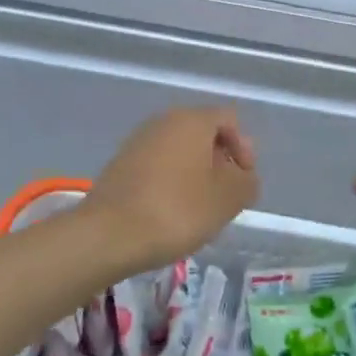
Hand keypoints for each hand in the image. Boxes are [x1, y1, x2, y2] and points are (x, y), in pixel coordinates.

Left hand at [83, 107, 258, 273]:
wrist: (108, 235)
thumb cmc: (177, 210)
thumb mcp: (228, 199)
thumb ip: (247, 182)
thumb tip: (243, 177)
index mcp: (192, 120)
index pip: (230, 120)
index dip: (244, 148)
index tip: (243, 181)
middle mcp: (163, 122)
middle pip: (203, 133)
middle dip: (220, 162)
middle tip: (225, 197)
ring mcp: (137, 142)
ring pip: (179, 151)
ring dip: (195, 174)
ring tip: (199, 209)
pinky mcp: (120, 165)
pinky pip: (158, 166)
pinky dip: (171, 183)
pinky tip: (171, 213)